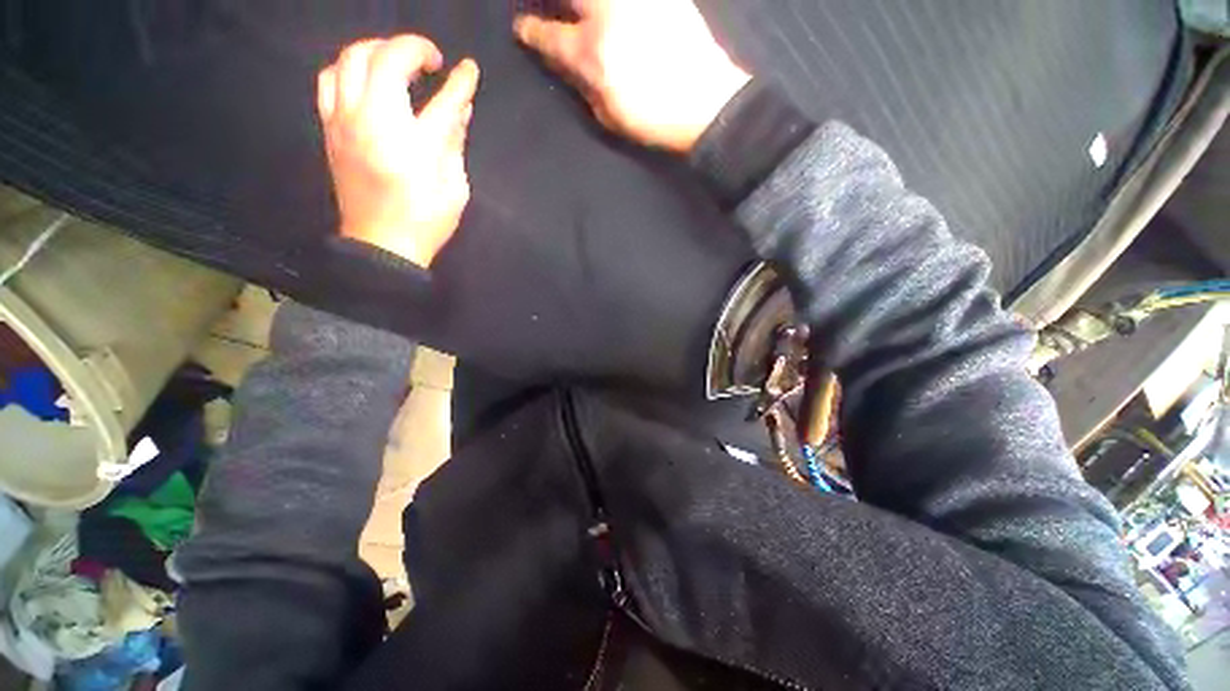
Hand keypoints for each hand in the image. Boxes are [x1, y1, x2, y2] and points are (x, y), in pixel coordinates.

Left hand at [317, 36, 479, 266]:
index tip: (469, 68)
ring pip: (350, 59)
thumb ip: (455, 143)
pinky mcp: (329, 128)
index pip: (443, 100)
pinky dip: (348, 68)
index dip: (460, 81)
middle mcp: (375, 123)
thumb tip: (461, 109)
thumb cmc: (426, 221)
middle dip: (411, 48)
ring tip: (396, 63)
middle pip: (385, 59)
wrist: (381, 245)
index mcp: (416, 145)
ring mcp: (346, 122)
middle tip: (430, 61)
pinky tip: (365, 80)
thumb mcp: (454, 188)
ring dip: (377, 50)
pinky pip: (328, 80)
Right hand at [514, 0, 749, 153]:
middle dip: (548, 1)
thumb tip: (564, 61)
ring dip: (581, 4)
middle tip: (546, 8)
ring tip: (580, 14)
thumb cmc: (653, 119)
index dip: (530, 32)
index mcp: (590, 54)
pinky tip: (615, 15)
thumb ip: (582, 84)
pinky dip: (613, 6)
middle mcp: (606, 13)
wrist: (707, 103)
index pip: (547, 35)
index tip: (522, 29)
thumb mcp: (608, 115)